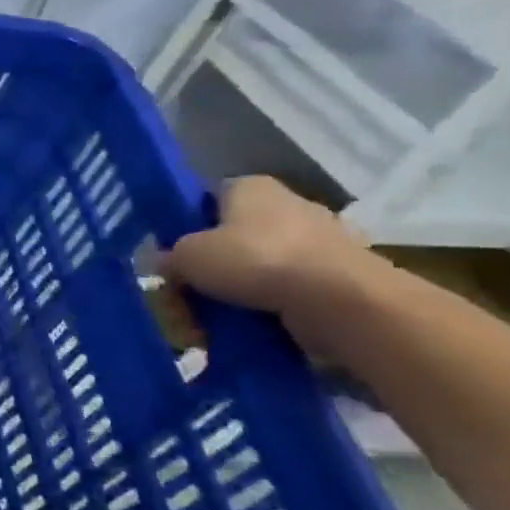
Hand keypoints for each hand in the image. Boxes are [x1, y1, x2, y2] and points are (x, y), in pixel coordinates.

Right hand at [164, 176, 387, 358]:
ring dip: (248, 283)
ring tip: (224, 312)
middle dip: (218, 258)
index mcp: (251, 186)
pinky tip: (258, 322)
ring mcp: (325, 237)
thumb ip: (169, 257)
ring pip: (268, 260)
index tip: (174, 252)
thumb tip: (163, 264)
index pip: (207, 197)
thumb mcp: (188, 257)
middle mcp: (291, 202)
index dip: (186, 223)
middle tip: (194, 286)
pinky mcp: (346, 272)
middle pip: (238, 230)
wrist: (341, 301)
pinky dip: (278, 302)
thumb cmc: (255, 261)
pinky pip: (297, 286)